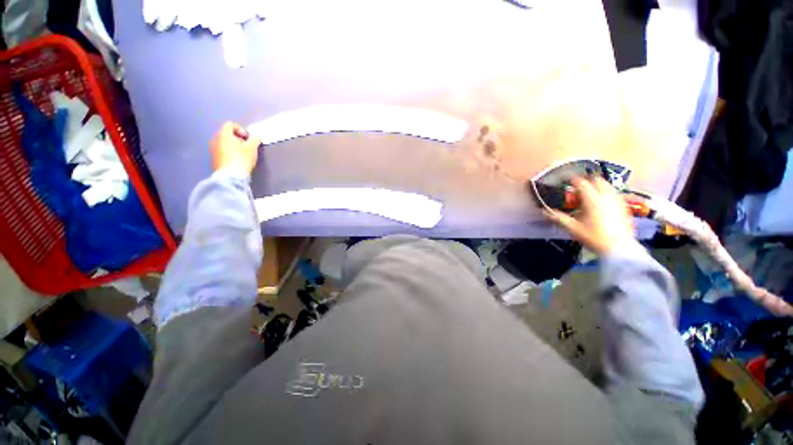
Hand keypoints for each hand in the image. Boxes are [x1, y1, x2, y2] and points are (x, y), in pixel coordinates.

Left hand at [210, 122, 260, 177]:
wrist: (231, 176)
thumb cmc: (242, 159)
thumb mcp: (252, 148)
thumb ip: (255, 138)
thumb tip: (257, 133)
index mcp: (224, 134)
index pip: (230, 124)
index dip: (241, 129)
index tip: (248, 139)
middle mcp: (215, 139)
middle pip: (226, 133)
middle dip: (237, 138)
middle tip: (246, 146)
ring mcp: (213, 149)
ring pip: (224, 142)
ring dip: (233, 145)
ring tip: (242, 154)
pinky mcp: (214, 158)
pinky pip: (222, 151)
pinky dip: (229, 152)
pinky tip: (236, 160)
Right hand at [544, 177, 634, 254]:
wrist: (619, 248)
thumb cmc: (594, 237)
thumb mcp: (573, 228)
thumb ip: (559, 218)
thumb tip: (544, 212)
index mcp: (592, 200)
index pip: (582, 183)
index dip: (573, 180)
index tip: (566, 181)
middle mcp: (606, 197)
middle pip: (597, 180)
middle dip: (587, 180)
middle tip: (578, 187)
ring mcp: (617, 201)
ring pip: (608, 186)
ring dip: (598, 186)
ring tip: (590, 193)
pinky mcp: (624, 207)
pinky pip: (614, 194)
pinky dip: (606, 193)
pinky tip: (602, 202)